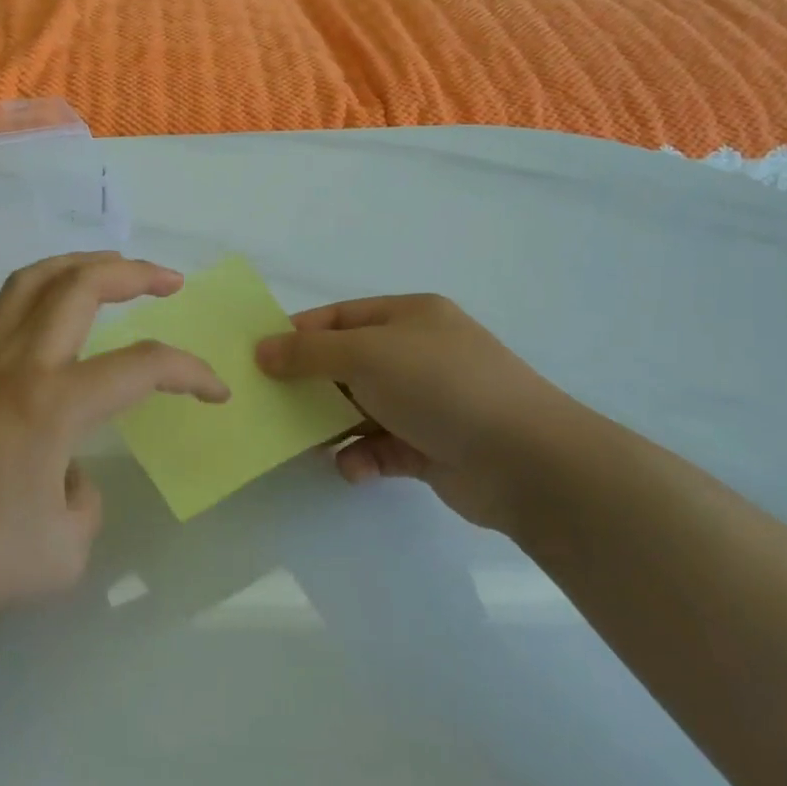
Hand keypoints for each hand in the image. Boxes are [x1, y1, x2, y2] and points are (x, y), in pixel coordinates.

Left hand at [0, 254, 229, 622]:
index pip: (141, 367)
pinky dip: (38, 291)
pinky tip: (48, 314)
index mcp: (53, 403)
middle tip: (168, 281)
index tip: (216, 393)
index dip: (191, 373)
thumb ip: (87, 503)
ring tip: (110, 271)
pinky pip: (3, 307)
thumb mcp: (63, 553)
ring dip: (80, 265)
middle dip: (134, 273)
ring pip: (33, 280)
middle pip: (81, 285)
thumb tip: (70, 473)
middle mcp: (18, 363)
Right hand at [256, 295, 587, 535]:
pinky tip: (353, 468)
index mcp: (409, 317)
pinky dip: (363, 457)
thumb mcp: (366, 354)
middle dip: (310, 384)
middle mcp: (418, 354)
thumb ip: (309, 352)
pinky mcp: (433, 448)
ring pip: (361, 408)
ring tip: (304, 442)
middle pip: (348, 364)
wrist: (527, 461)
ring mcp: (428, 402)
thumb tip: (262, 350)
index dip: (298, 333)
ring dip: (333, 425)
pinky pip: (383, 447)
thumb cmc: (441, 386)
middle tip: (270, 403)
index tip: (259, 357)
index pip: (340, 317)